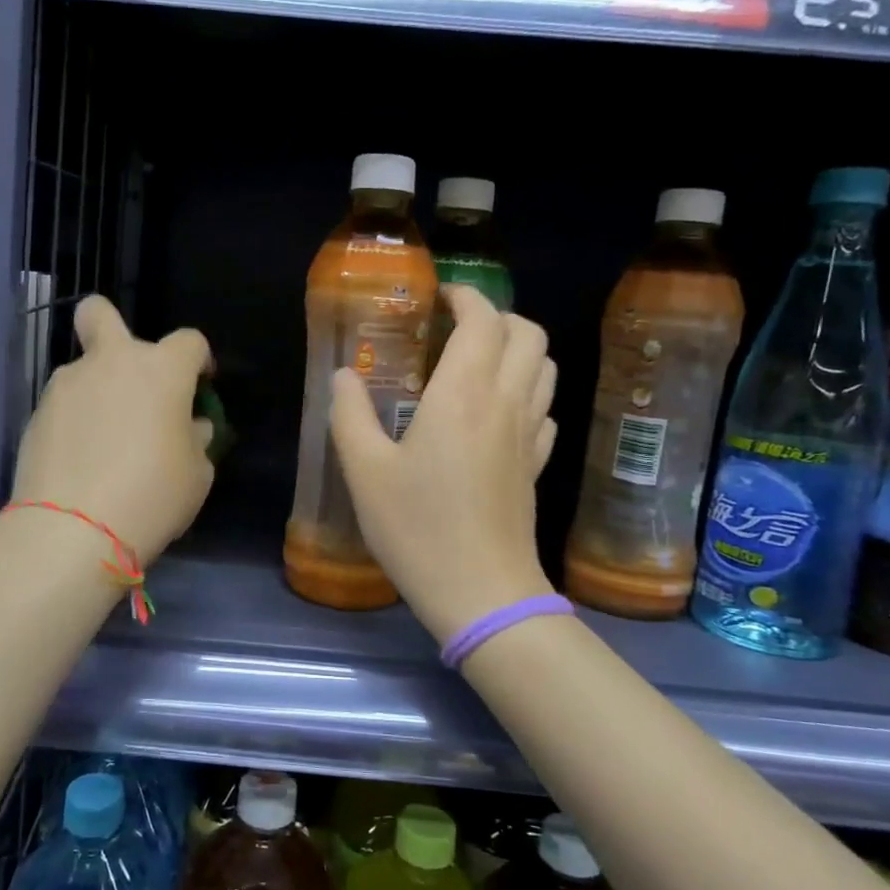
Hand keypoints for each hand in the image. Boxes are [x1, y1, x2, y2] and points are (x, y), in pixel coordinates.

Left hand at [9, 296, 214, 566]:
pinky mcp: (36, 414)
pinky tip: (81, 460)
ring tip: (105, 442)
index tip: (200, 385)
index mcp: (161, 370)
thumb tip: (188, 426)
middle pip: (100, 313)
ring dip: (97, 391)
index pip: (189, 341)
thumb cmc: (152, 495)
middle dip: (111, 326)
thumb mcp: (197, 474)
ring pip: (83, 370)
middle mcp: (111, 362)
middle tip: (128, 376)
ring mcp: (66, 385)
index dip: (199, 360)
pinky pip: (64, 406)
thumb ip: (195, 439)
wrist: (72, 530)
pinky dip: (75, 422)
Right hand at [331, 285, 557, 644]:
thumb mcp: (364, 472)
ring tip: (478, 361)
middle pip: (528, 333)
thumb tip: (344, 376)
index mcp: (464, 394)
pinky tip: (497, 412)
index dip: (466, 296)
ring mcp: (529, 434)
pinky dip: (527, 390)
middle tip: (457, 327)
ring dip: (518, 348)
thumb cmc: (418, 529)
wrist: (483, 593)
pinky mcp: (537, 465)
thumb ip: (350, 414)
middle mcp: (506, 402)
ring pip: (545, 366)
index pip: (483, 320)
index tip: (440, 298)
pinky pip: (545, 407)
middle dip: (497, 316)